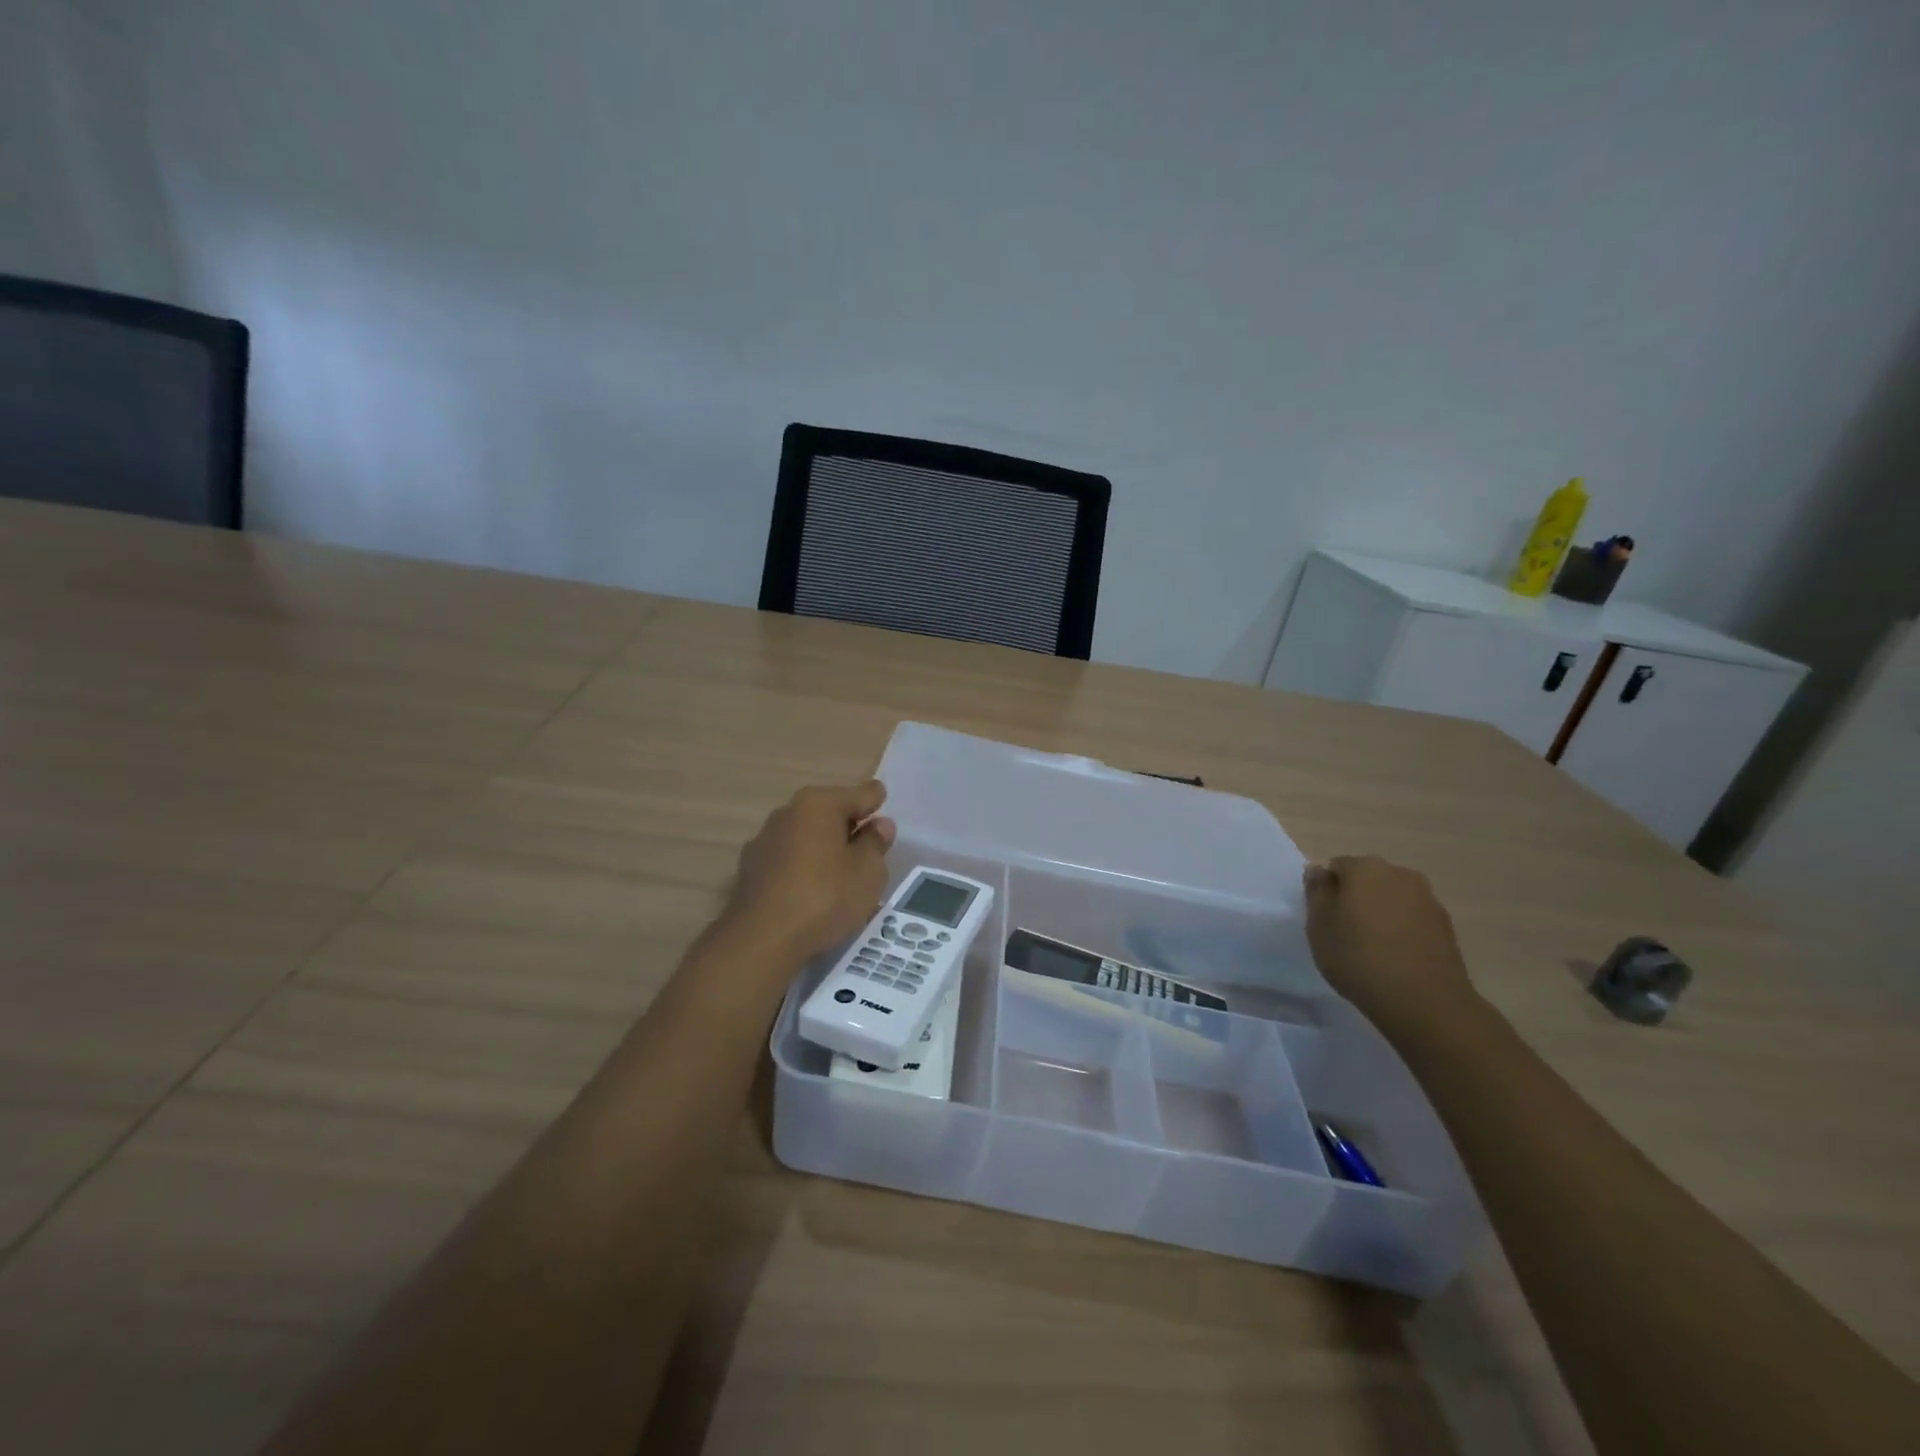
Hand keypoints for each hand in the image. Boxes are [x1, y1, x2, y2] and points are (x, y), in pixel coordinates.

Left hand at [723, 780, 896, 965]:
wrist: (762, 939)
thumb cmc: (825, 897)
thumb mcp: (868, 872)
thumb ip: (876, 844)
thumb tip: (879, 825)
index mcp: (819, 804)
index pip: (859, 794)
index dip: (875, 801)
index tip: (883, 804)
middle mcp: (788, 813)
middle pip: (829, 813)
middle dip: (849, 826)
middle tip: (869, 849)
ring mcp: (764, 841)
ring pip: (807, 837)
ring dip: (825, 848)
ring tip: (843, 876)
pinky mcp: (750, 870)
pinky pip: (789, 860)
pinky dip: (804, 868)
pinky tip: (814, 892)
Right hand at [1303, 855, 1475, 1032]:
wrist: (1425, 1002)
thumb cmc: (1359, 959)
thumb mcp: (1319, 927)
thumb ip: (1316, 892)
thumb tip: (1317, 870)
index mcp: (1365, 868)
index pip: (1336, 867)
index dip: (1327, 891)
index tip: (1325, 918)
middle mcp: (1400, 874)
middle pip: (1367, 878)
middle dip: (1355, 897)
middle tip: (1345, 931)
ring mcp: (1428, 899)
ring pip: (1392, 897)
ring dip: (1380, 912)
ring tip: (1373, 946)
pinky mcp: (1446, 925)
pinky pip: (1413, 917)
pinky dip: (1402, 928)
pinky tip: (1396, 956)